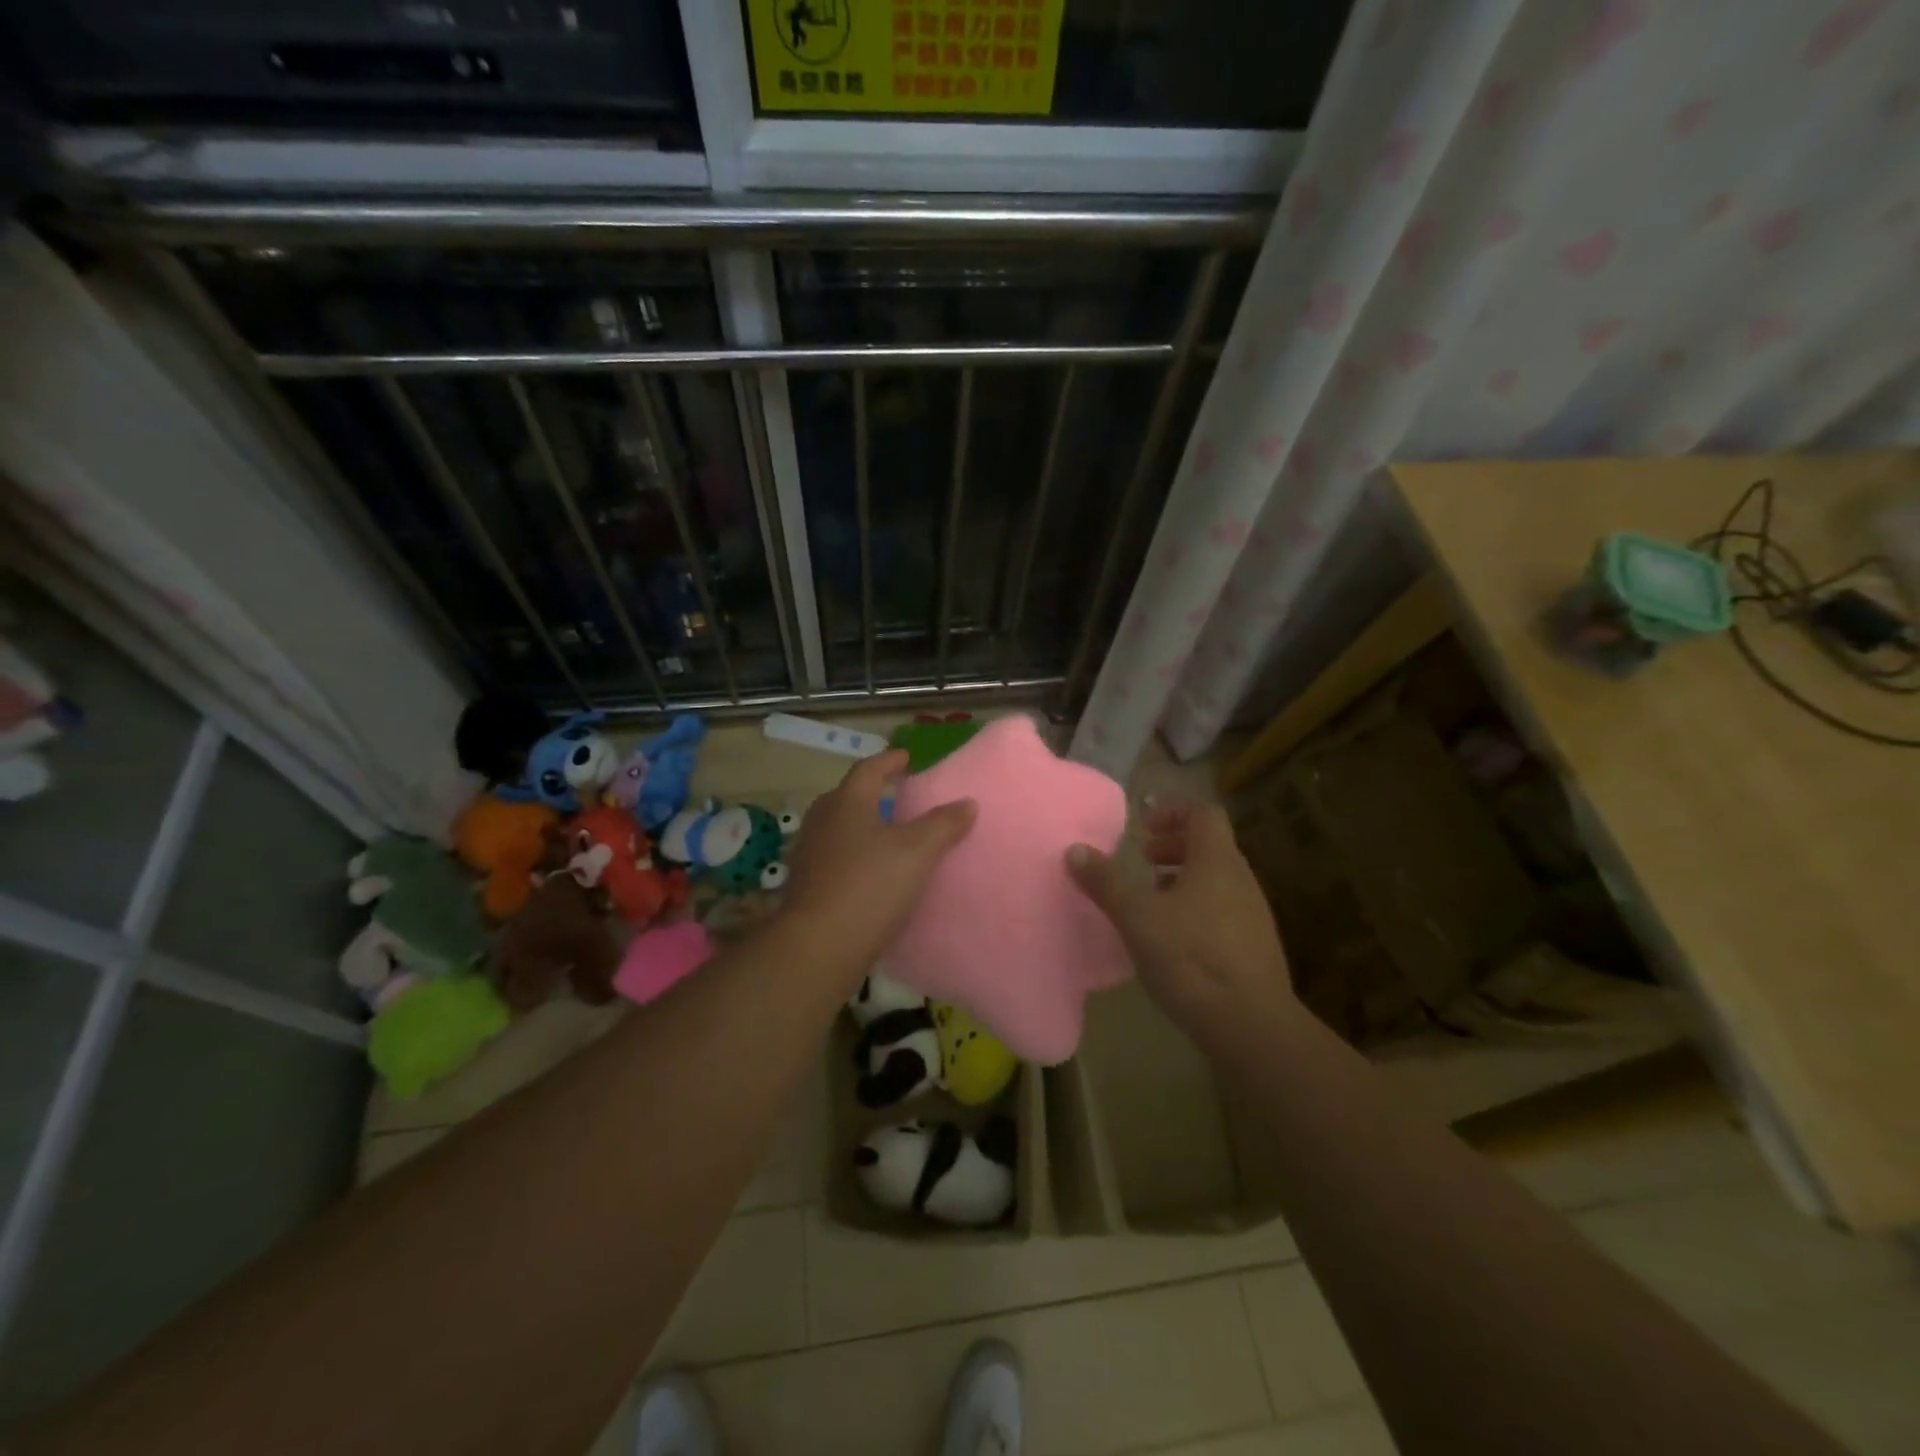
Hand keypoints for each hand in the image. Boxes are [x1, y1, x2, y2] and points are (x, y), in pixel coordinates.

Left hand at [780, 749, 976, 975]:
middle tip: (895, 796)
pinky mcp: (805, 885)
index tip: (907, 758)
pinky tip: (870, 873)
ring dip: (860, 825)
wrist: (819, 946)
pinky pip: (833, 858)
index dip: (889, 761)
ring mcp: (809, 854)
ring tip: (886, 835)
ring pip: (837, 828)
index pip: (868, 770)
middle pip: (846, 797)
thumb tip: (967, 802)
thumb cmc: (870, 886)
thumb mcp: (917, 852)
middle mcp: (821, 821)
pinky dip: (852, 855)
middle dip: (870, 793)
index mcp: (846, 803)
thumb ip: (943, 825)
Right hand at [1066, 800, 1294, 1045]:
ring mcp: (1252, 913)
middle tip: (1143, 860)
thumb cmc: (1190, 958)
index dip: (1173, 811)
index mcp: (1217, 860)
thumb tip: (1076, 850)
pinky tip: (1172, 938)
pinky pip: (1222, 908)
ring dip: (1182, 878)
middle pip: (1210, 845)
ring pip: (1216, 879)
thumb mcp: (1136, 917)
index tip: (1144, 828)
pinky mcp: (1254, 945)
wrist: (1250, 1024)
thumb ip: (1106, 882)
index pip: (1204, 813)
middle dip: (1173, 846)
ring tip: (1151, 899)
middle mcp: (1240, 879)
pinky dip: (1195, 907)